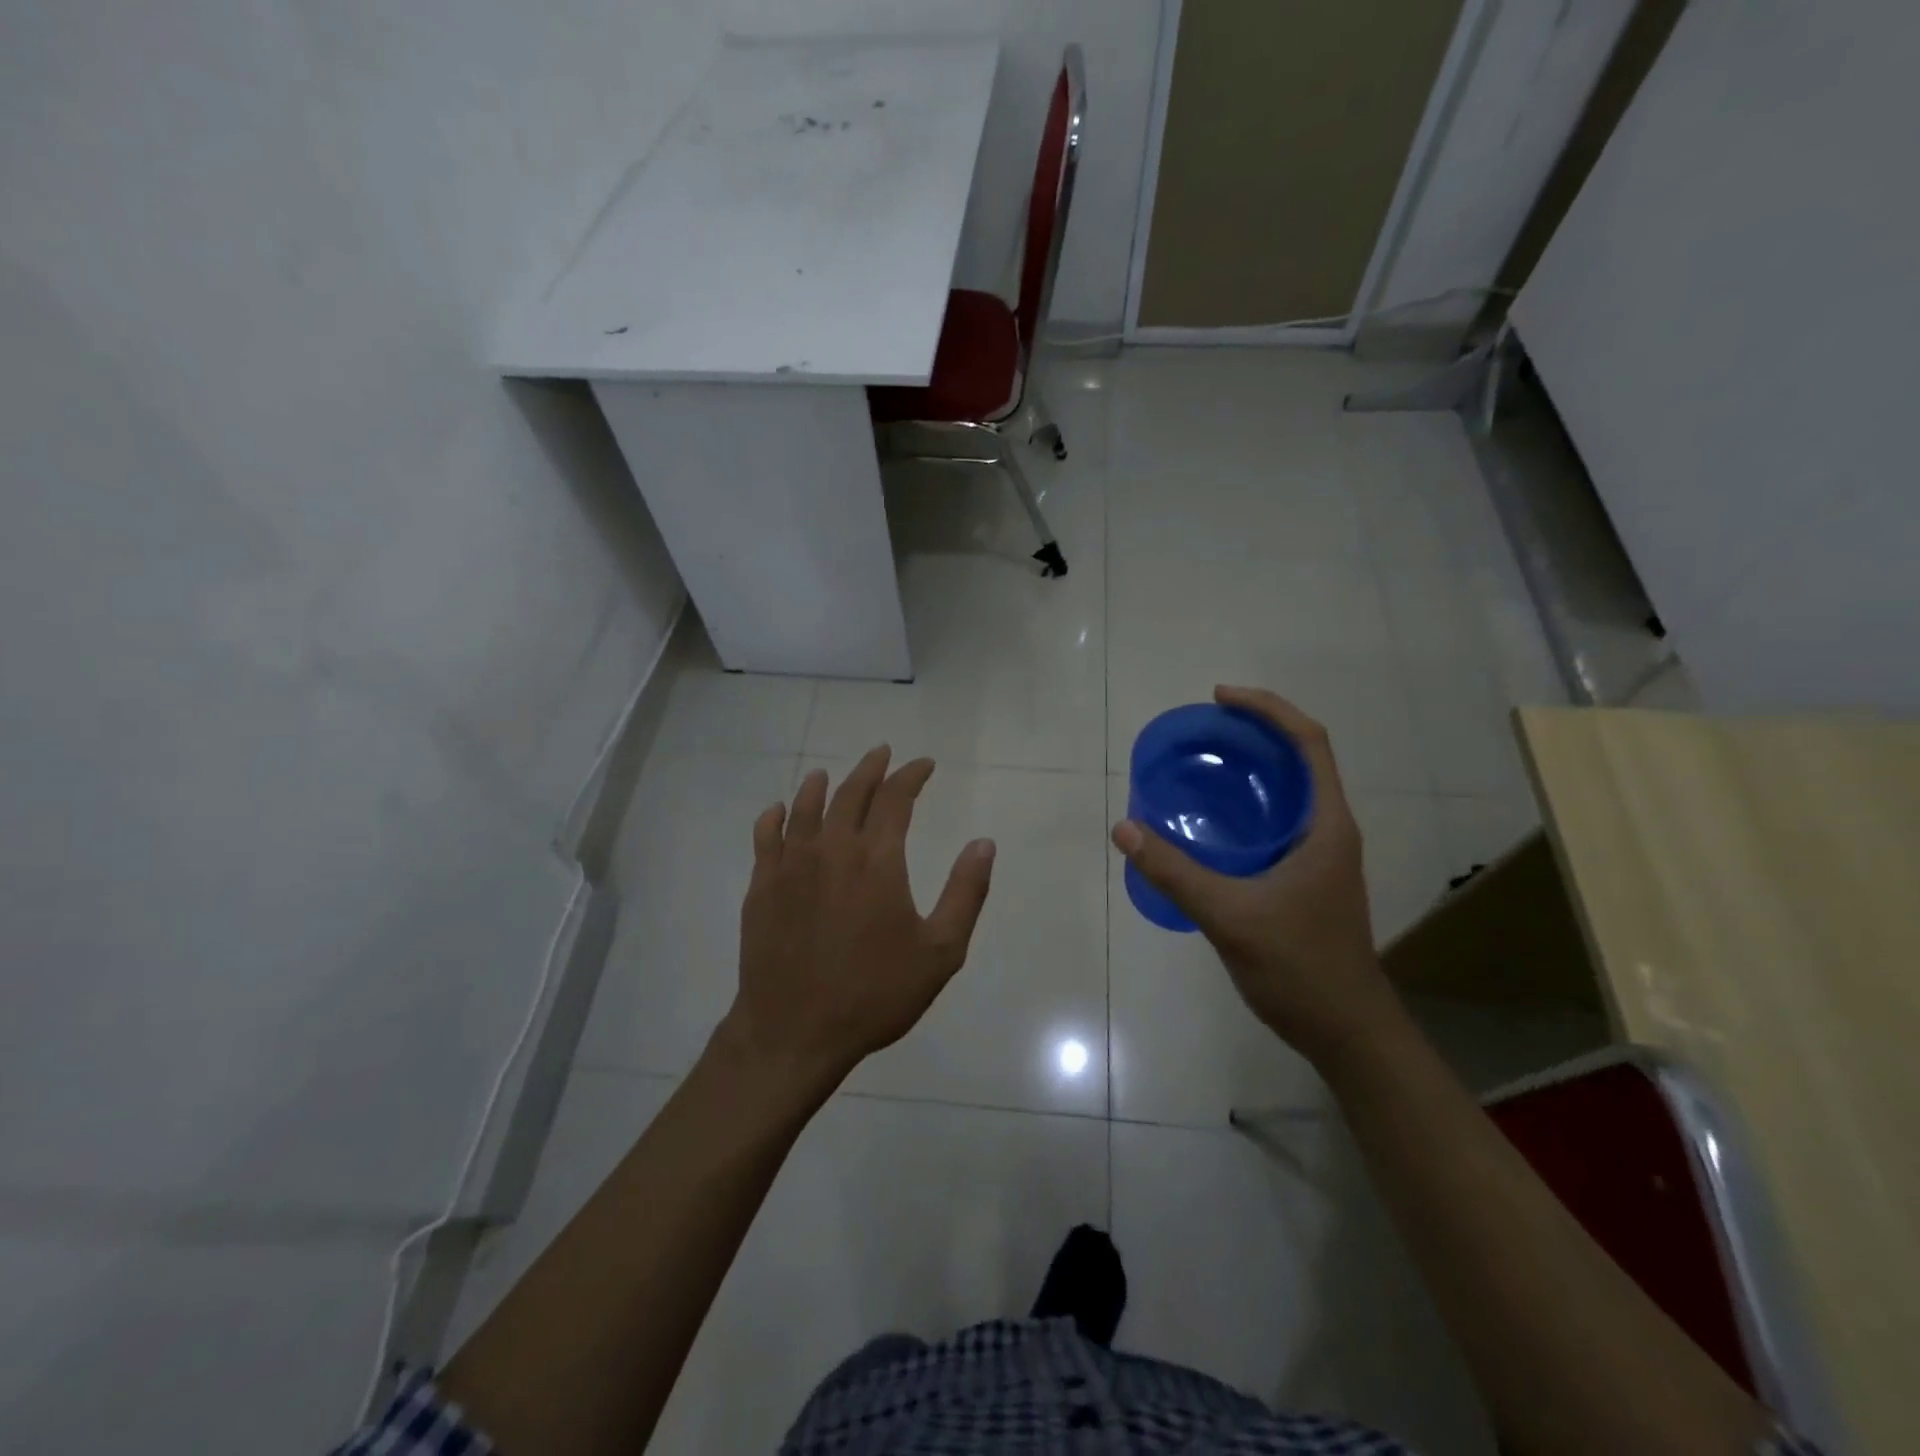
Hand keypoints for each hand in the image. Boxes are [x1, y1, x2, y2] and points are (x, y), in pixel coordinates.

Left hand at [722, 746, 995, 1094]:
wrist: (794, 1031)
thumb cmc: (874, 994)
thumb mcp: (940, 952)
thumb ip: (965, 893)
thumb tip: (984, 843)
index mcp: (877, 860)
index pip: (896, 799)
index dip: (911, 776)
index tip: (924, 765)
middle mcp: (832, 849)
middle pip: (850, 794)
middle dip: (870, 769)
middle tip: (882, 753)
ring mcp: (790, 865)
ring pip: (805, 808)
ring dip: (820, 785)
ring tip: (827, 773)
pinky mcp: (762, 886)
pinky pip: (766, 837)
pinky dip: (775, 817)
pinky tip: (778, 811)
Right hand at [1112, 686, 1401, 1067]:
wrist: (1346, 1030)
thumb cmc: (1299, 968)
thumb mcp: (1230, 917)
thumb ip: (1175, 873)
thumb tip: (1125, 829)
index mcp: (1326, 825)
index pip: (1309, 743)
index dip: (1268, 709)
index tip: (1220, 699)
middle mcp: (1329, 830)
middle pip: (1299, 759)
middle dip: (1255, 733)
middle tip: (1202, 731)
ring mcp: (1320, 856)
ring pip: (1287, 792)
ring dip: (1251, 769)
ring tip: (1201, 765)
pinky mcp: (1306, 878)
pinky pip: (1275, 823)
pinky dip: (1245, 807)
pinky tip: (1209, 823)